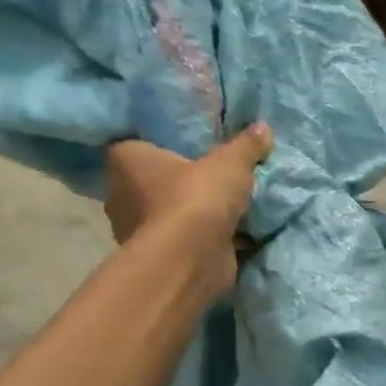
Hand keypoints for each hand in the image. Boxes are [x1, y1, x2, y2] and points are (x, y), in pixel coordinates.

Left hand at [104, 123, 272, 301]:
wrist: (191, 258)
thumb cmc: (196, 198)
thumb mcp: (230, 163)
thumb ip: (246, 146)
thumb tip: (263, 127)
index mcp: (126, 161)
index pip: (136, 145)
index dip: (161, 145)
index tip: (188, 148)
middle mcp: (121, 194)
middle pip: (154, 182)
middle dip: (180, 183)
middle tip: (213, 178)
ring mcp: (137, 230)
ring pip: (170, 214)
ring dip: (193, 215)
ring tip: (227, 208)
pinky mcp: (160, 257)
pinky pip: (184, 240)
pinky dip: (202, 240)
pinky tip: (230, 235)